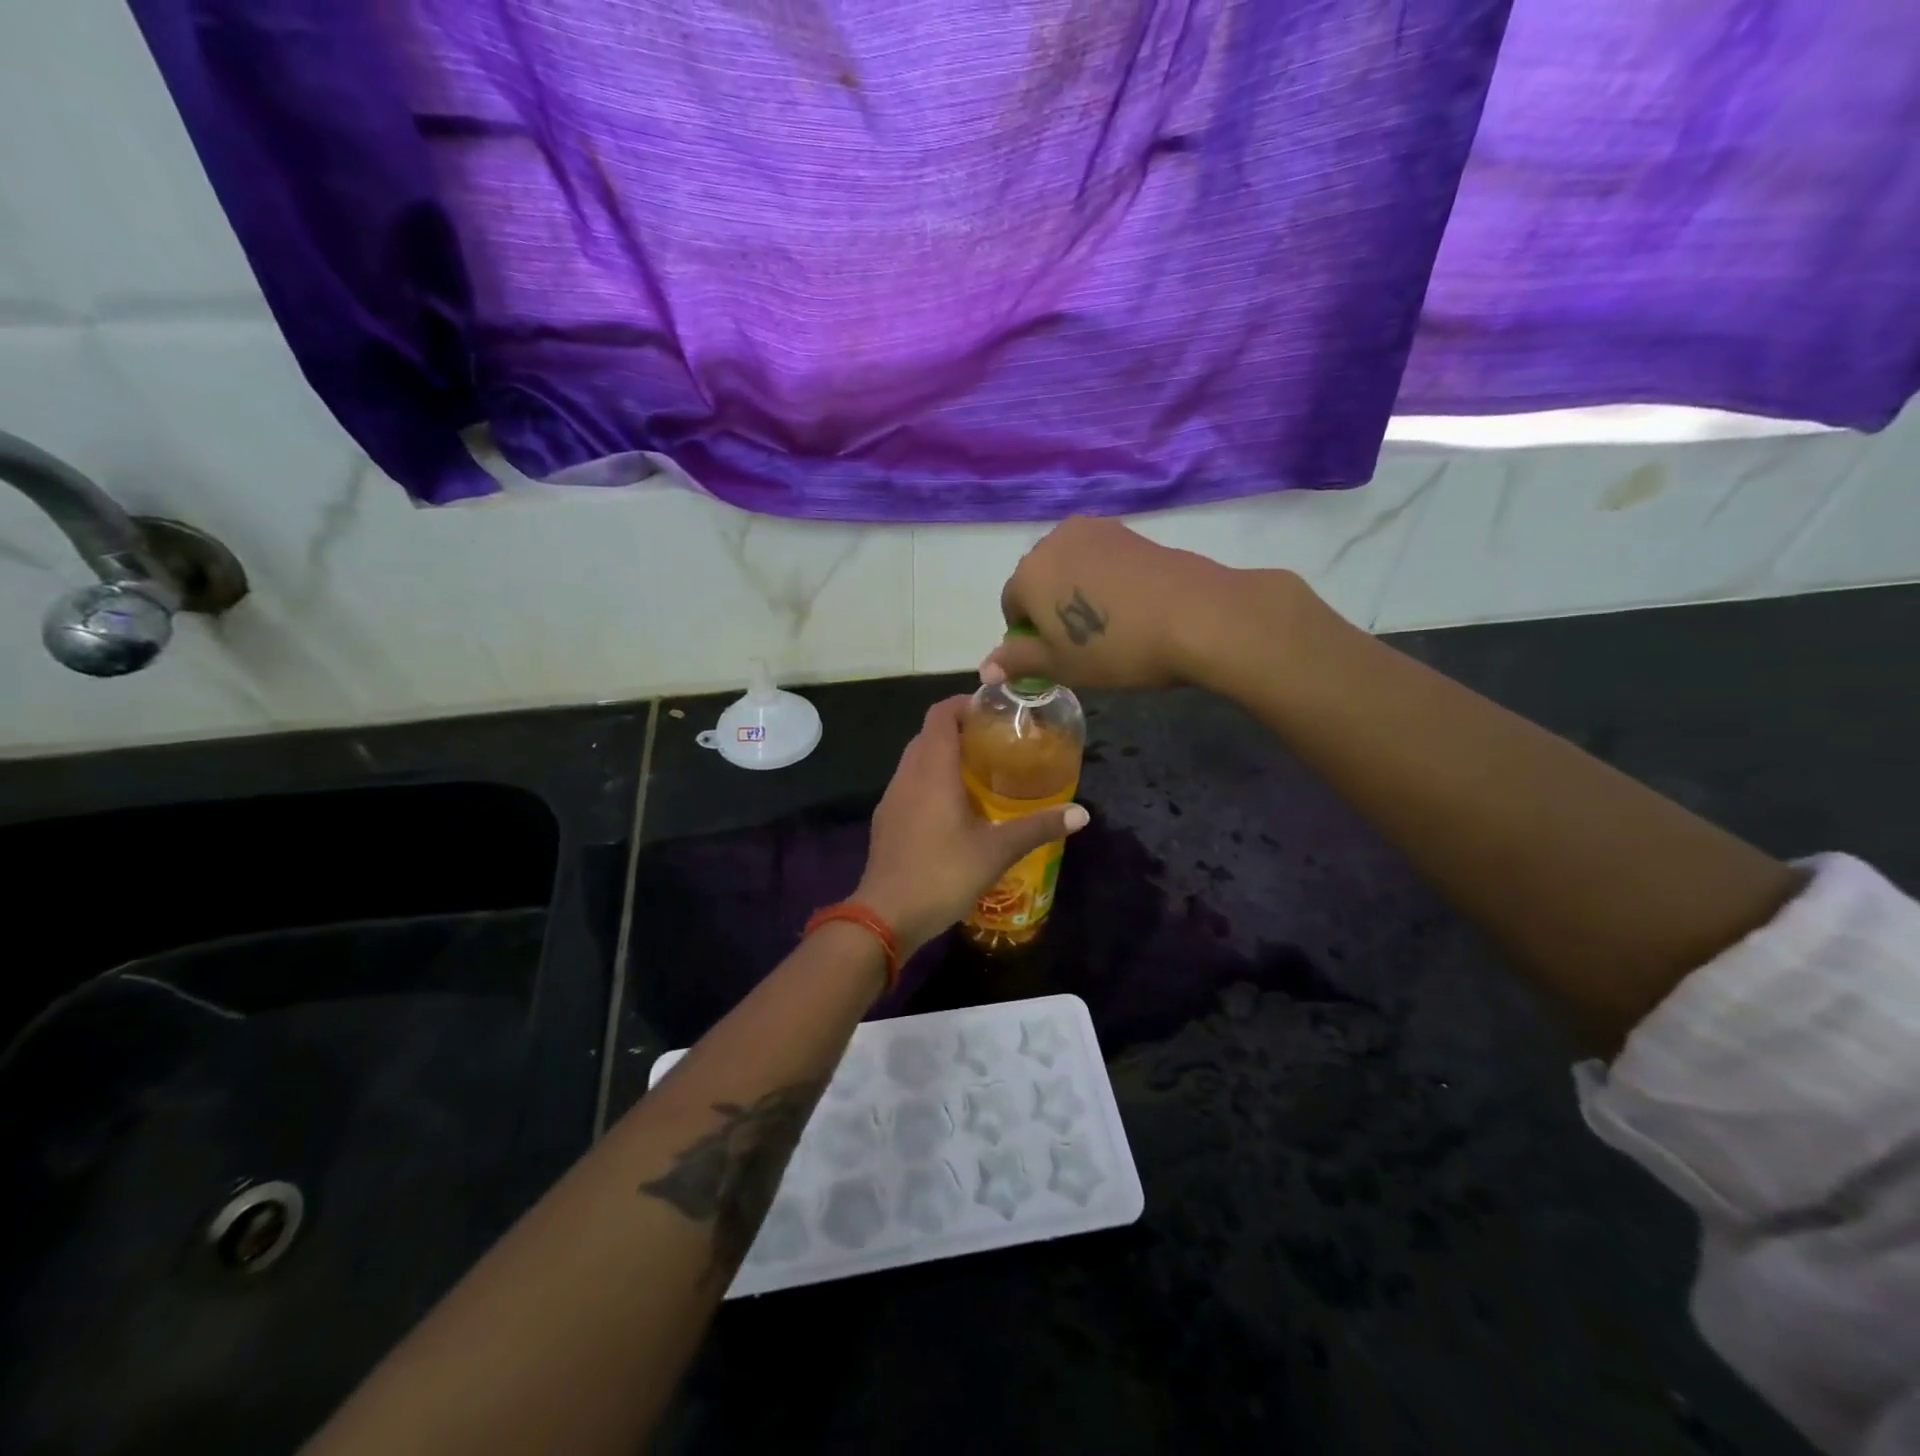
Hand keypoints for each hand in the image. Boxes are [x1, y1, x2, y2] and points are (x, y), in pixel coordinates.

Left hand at [855, 697, 1089, 954]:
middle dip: (959, 730)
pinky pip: (909, 783)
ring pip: (916, 759)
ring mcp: (892, 797)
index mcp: (932, 770)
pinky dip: (930, 780)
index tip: (993, 710)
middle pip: (929, 734)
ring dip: (943, 756)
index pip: (941, 714)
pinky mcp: (886, 819)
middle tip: (995, 742)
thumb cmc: (943, 874)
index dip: (964, 703)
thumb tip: (1082, 813)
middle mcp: (907, 774)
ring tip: (979, 772)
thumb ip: (1038, 827)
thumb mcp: (997, 851)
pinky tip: (953, 807)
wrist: (885, 915)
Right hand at [982, 517, 1249, 689]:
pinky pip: (1100, 558)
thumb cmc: (1116, 648)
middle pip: (1038, 579)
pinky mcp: (1129, 531)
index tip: (1055, 657)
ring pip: (1071, 566)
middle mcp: (1054, 541)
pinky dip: (1104, 579)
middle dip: (1049, 608)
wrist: (1196, 616)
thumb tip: (985, 668)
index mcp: (1028, 573)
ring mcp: (1095, 530)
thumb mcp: (1061, 666)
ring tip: (1107, 623)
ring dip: (1076, 591)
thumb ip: (1018, 662)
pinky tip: (1129, 605)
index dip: (1028, 636)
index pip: (1011, 605)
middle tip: (1081, 643)